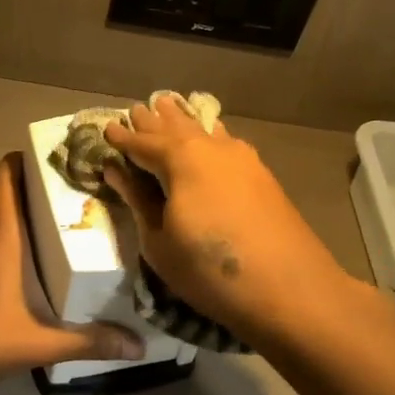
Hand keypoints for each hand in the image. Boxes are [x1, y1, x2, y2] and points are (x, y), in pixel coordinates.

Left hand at [0, 154, 143, 385]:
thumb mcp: (41, 342)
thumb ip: (88, 342)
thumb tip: (137, 347)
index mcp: (0, 236)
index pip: (4, 181)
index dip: (19, 161)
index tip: (46, 156)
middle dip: (10, 175)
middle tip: (44, 180)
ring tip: (29, 206)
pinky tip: (5, 244)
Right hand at [102, 97, 351, 346]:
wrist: (289, 289)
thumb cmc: (208, 269)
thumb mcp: (158, 240)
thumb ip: (138, 199)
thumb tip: (116, 170)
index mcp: (180, 159)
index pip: (142, 142)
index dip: (122, 138)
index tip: (105, 130)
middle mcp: (211, 148)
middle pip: (175, 128)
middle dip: (153, 121)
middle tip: (136, 109)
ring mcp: (242, 158)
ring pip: (204, 130)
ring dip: (183, 121)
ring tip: (169, 106)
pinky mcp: (261, 175)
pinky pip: (226, 142)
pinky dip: (209, 135)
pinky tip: (210, 136)